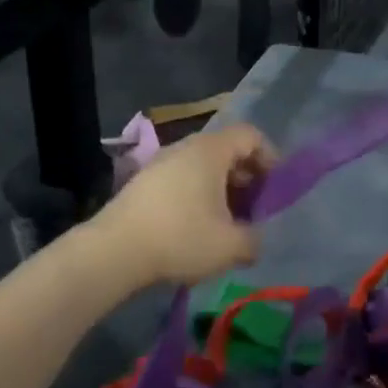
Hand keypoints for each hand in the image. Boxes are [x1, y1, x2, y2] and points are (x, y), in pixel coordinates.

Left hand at [96, 124, 276, 286]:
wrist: (112, 252)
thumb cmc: (180, 238)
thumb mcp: (231, 245)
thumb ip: (255, 240)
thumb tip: (256, 240)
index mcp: (211, 150)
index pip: (251, 135)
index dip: (270, 157)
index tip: (274, 189)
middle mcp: (186, 147)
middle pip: (227, 150)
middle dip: (247, 178)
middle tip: (254, 209)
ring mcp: (161, 163)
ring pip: (203, 167)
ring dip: (221, 190)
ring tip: (226, 224)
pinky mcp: (144, 183)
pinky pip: (182, 179)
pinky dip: (198, 196)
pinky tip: (195, 229)